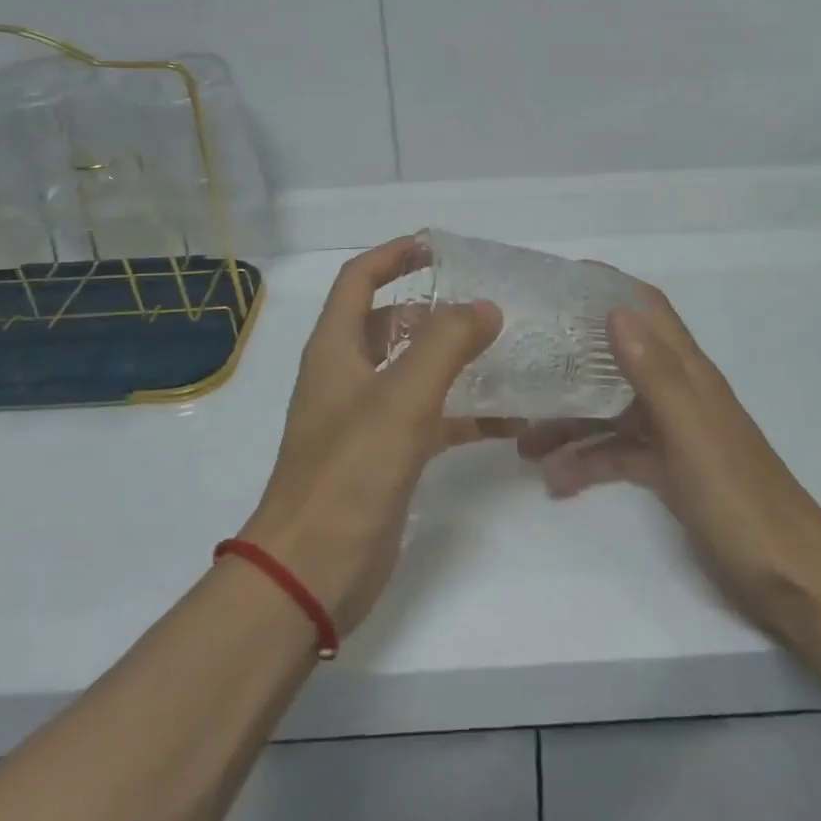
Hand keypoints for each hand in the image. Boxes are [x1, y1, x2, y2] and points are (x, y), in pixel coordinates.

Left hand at [240, 237, 502, 633]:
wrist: (312, 573)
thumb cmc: (349, 472)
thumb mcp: (402, 398)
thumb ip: (446, 344)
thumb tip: (486, 307)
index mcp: (335, 349)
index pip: (359, 280)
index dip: (394, 256)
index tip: (438, 247)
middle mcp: (346, 376)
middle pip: (389, 323)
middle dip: (433, 309)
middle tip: (484, 304)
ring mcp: (365, 418)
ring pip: (413, 371)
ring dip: (453, 360)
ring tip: (505, 351)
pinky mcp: (385, 457)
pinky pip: (430, 419)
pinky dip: (463, 413)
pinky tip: (508, 419)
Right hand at [518, 279, 820, 632]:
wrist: (792, 580)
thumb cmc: (740, 498)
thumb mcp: (690, 432)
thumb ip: (654, 372)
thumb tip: (616, 310)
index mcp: (689, 373)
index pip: (649, 309)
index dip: (609, 286)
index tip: (559, 282)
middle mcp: (679, 393)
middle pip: (619, 359)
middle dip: (572, 358)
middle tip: (522, 360)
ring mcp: (674, 434)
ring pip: (611, 411)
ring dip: (570, 420)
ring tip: (523, 442)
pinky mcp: (670, 473)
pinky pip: (619, 455)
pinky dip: (588, 462)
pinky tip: (557, 480)